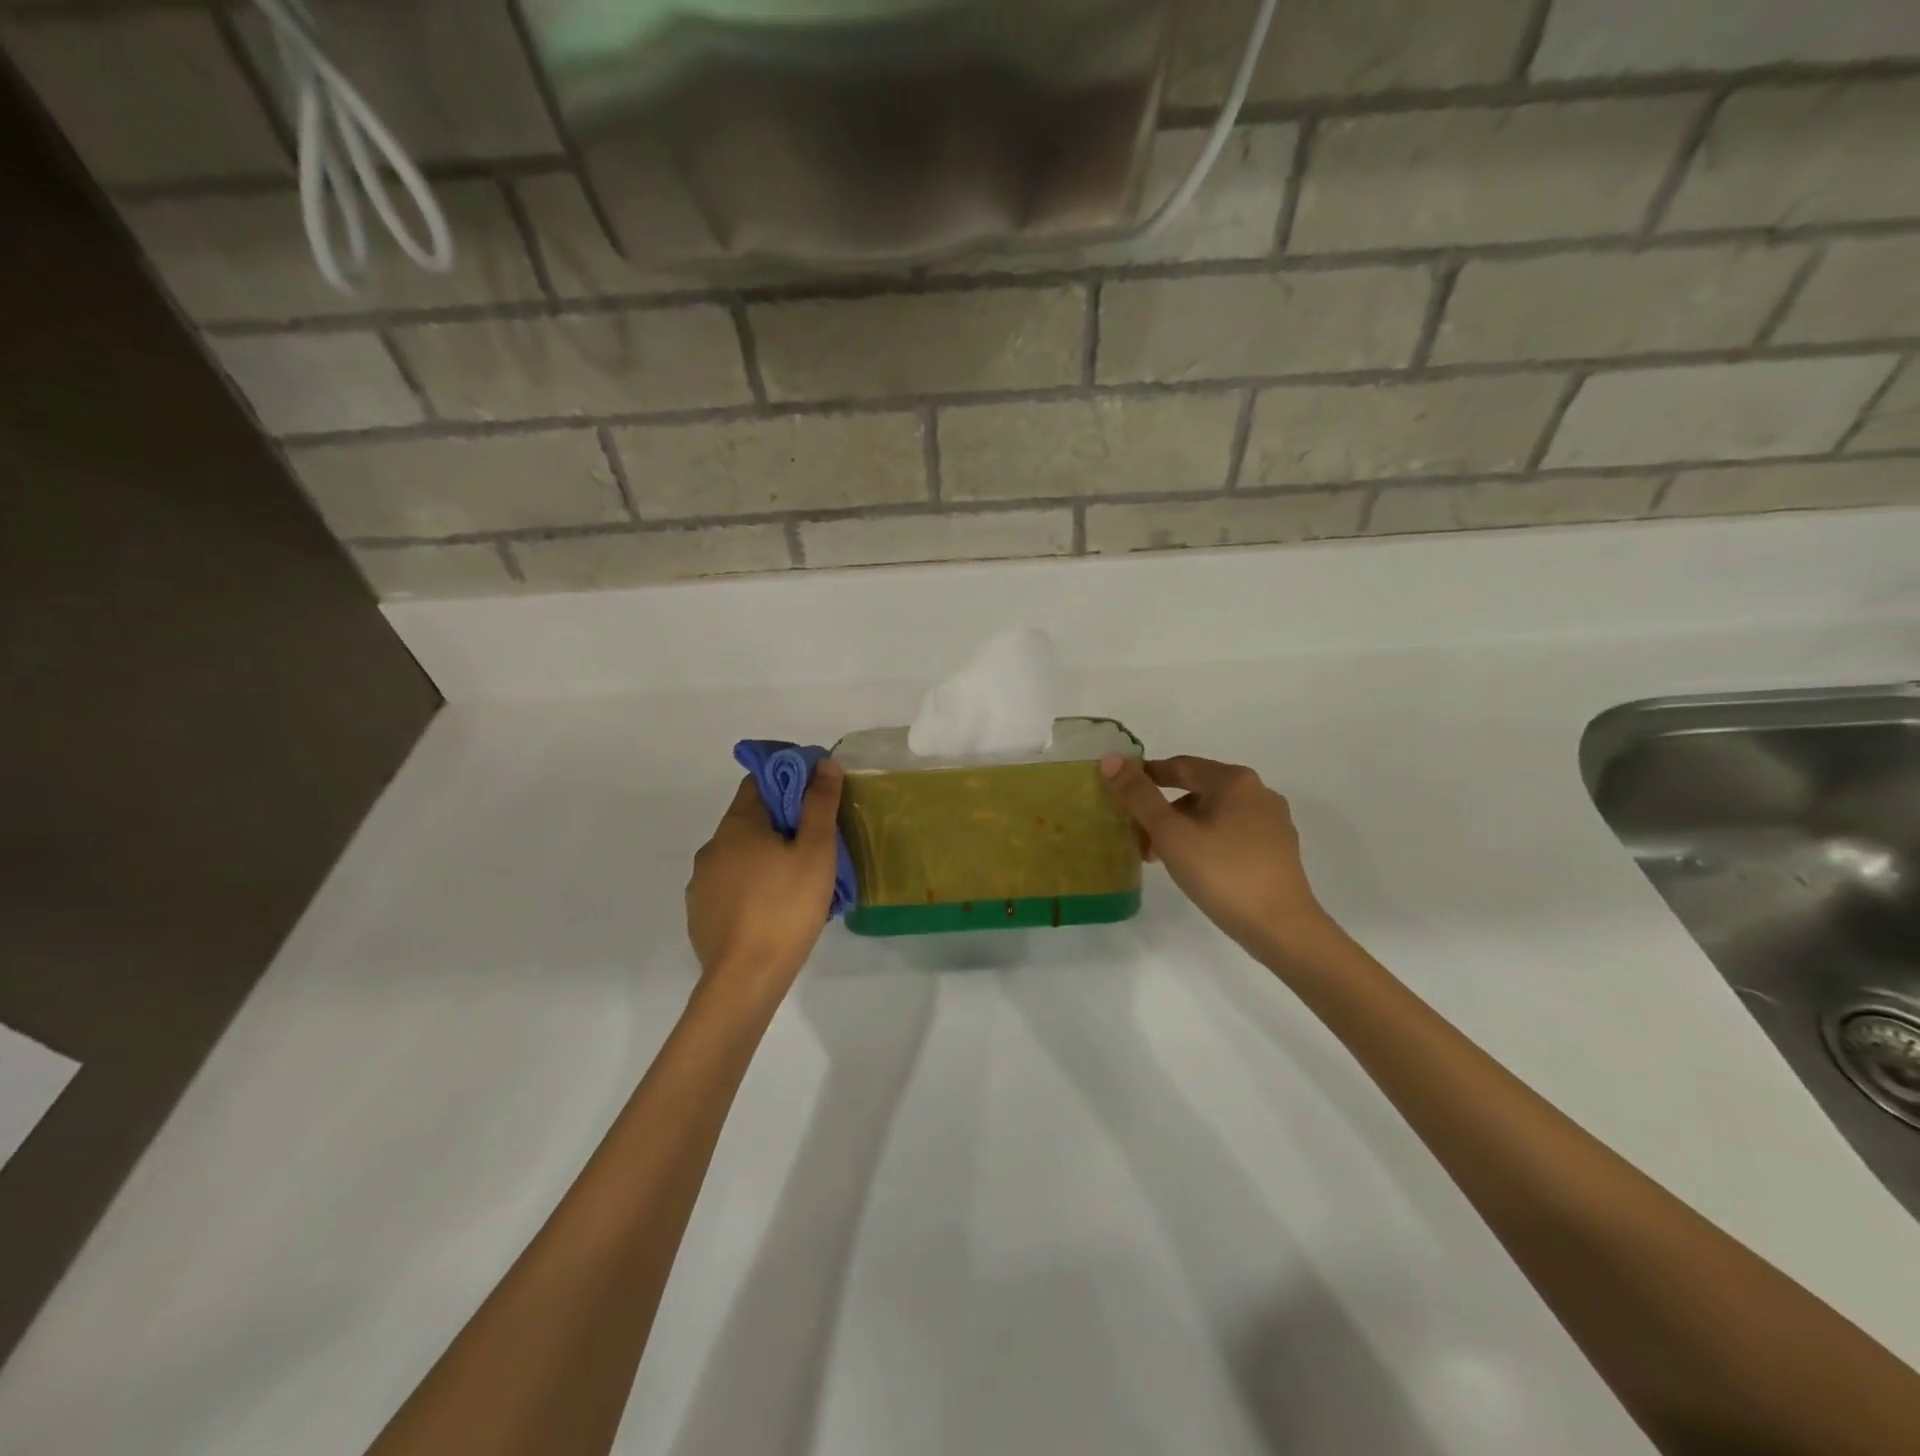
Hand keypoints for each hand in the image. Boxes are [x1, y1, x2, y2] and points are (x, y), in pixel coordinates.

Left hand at [686, 763, 843, 1004]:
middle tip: (816, 846)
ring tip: (798, 883)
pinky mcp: (701, 913)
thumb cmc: (786, 908)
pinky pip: (730, 886)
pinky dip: (751, 887)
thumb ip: (819, 804)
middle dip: (782, 825)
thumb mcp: (816, 852)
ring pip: (740, 855)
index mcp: (737, 825)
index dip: (788, 782)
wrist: (745, 979)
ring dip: (765, 858)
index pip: (759, 782)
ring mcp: (701, 882)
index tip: (815, 800)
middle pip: (750, 820)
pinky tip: (773, 910)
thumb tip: (823, 763)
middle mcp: (712, 847)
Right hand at [1100, 754, 1333, 957]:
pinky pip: (1232, 834)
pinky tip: (1195, 867)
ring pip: (1215, 814)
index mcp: (1234, 780)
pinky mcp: (1279, 850)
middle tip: (1138, 836)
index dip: (1147, 776)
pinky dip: (1207, 841)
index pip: (1181, 766)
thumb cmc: (1221, 873)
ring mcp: (1273, 822)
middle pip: (1198, 791)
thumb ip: (1139, 795)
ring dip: (1183, 828)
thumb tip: (1111, 759)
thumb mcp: (1170, 833)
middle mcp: (1259, 792)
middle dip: (1164, 810)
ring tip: (1161, 858)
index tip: (1122, 792)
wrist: (1281, 927)